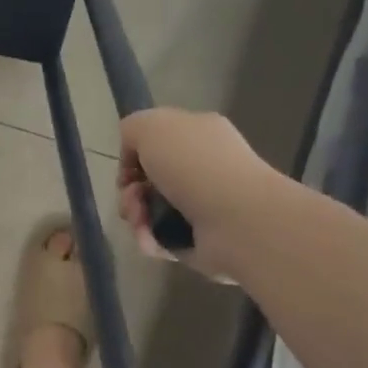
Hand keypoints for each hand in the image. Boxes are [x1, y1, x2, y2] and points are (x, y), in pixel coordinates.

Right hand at [117, 107, 283, 279]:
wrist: (238, 221)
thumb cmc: (195, 166)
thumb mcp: (151, 126)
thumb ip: (132, 129)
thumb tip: (133, 159)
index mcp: (198, 134)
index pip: (155, 142)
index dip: (133, 156)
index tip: (129, 170)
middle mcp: (203, 168)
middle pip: (147, 180)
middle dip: (130, 192)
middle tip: (134, 199)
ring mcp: (204, 205)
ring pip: (150, 210)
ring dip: (136, 217)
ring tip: (142, 224)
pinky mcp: (201, 239)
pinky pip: (162, 238)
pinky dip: (151, 240)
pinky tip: (153, 241)